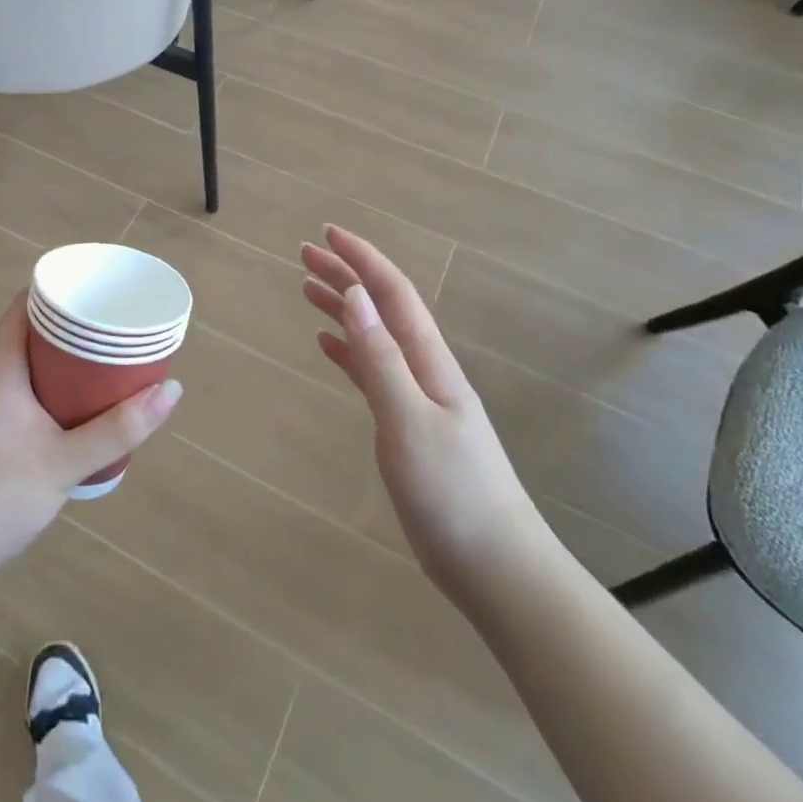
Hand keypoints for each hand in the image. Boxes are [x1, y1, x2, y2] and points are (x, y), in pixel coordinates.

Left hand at [0, 292, 181, 579]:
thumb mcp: (66, 462)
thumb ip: (119, 428)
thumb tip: (171, 390)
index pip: (25, 305)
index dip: (59, 291)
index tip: (97, 290)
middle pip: (27, 332)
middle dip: (71, 327)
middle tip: (112, 330)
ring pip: (23, 363)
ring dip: (59, 360)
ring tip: (102, 363)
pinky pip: (16, 389)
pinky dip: (46, 385)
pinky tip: (72, 408)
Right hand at [302, 226, 541, 594]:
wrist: (497, 567)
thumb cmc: (452, 492)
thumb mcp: (408, 420)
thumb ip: (379, 357)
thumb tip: (355, 294)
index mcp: (429, 360)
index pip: (392, 293)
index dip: (361, 259)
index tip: (326, 234)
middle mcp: (425, 369)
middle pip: (382, 307)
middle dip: (346, 275)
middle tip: (305, 254)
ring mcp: (419, 398)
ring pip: (375, 336)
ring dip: (345, 308)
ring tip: (308, 290)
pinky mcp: (410, 426)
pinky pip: (374, 371)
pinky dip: (349, 350)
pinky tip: (329, 346)